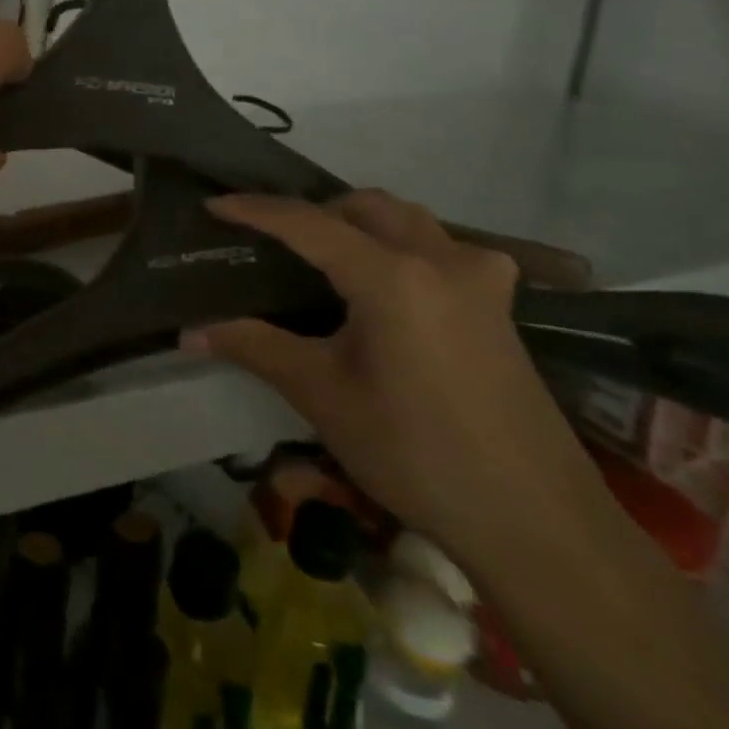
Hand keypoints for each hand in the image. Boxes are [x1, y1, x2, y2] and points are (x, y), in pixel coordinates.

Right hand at [188, 190, 603, 575]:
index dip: (255, 210)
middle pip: (365, 206)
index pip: (308, 223)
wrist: (537, 523)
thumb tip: (190, 332)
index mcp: (392, 276)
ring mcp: (479, 278)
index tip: (213, 205)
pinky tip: (386, 286)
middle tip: (273, 241)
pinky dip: (399, 246)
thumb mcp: (322, 396)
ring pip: (408, 220)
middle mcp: (440, 259)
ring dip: (360, 223)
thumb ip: (255, 347)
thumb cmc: (416, 454)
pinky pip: (440, 247)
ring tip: (322, 257)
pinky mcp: (498, 304)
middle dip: (313, 212)